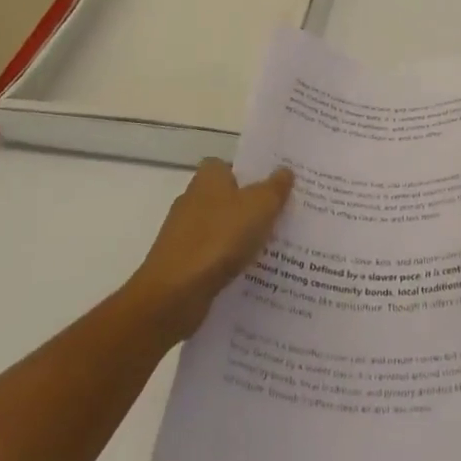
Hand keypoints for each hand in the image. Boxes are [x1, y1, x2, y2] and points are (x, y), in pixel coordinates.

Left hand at [128, 160, 293, 341]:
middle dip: (255, 208)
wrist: (173, 295)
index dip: (256, 174)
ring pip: (225, 229)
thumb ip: (274, 188)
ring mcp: (186, 233)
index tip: (280, 187)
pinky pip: (216, 257)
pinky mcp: (184, 263)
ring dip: (245, 239)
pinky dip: (231, 264)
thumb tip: (285, 170)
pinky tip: (253, 275)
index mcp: (209, 177)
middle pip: (231, 198)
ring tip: (278, 250)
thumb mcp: (259, 207)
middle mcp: (194, 198)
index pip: (234, 166)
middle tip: (287, 218)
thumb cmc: (218, 239)